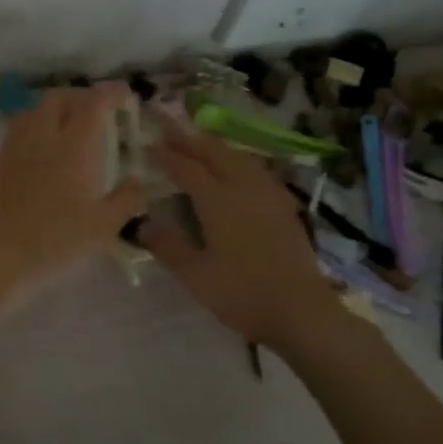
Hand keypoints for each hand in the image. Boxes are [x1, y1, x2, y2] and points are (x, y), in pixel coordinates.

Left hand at [0, 86, 147, 290]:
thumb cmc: (55, 241)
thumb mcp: (104, 227)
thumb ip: (127, 199)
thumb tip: (138, 181)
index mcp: (73, 145)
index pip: (93, 102)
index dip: (111, 93)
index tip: (124, 95)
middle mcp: (40, 136)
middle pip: (58, 98)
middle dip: (79, 97)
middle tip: (94, 112)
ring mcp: (11, 149)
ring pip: (31, 112)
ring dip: (52, 112)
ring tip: (64, 130)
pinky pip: (14, 137)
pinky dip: (31, 136)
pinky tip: (37, 159)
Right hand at [140, 126, 342, 347]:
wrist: (301, 311)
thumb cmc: (242, 293)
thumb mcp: (194, 275)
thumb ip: (166, 246)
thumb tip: (141, 224)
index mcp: (218, 200)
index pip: (186, 167)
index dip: (165, 155)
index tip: (146, 145)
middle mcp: (244, 187)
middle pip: (215, 152)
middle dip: (190, 140)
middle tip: (169, 132)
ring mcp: (269, 195)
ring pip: (239, 157)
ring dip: (215, 147)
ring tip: (199, 146)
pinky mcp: (284, 207)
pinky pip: (256, 170)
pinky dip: (238, 161)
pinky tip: (237, 171)